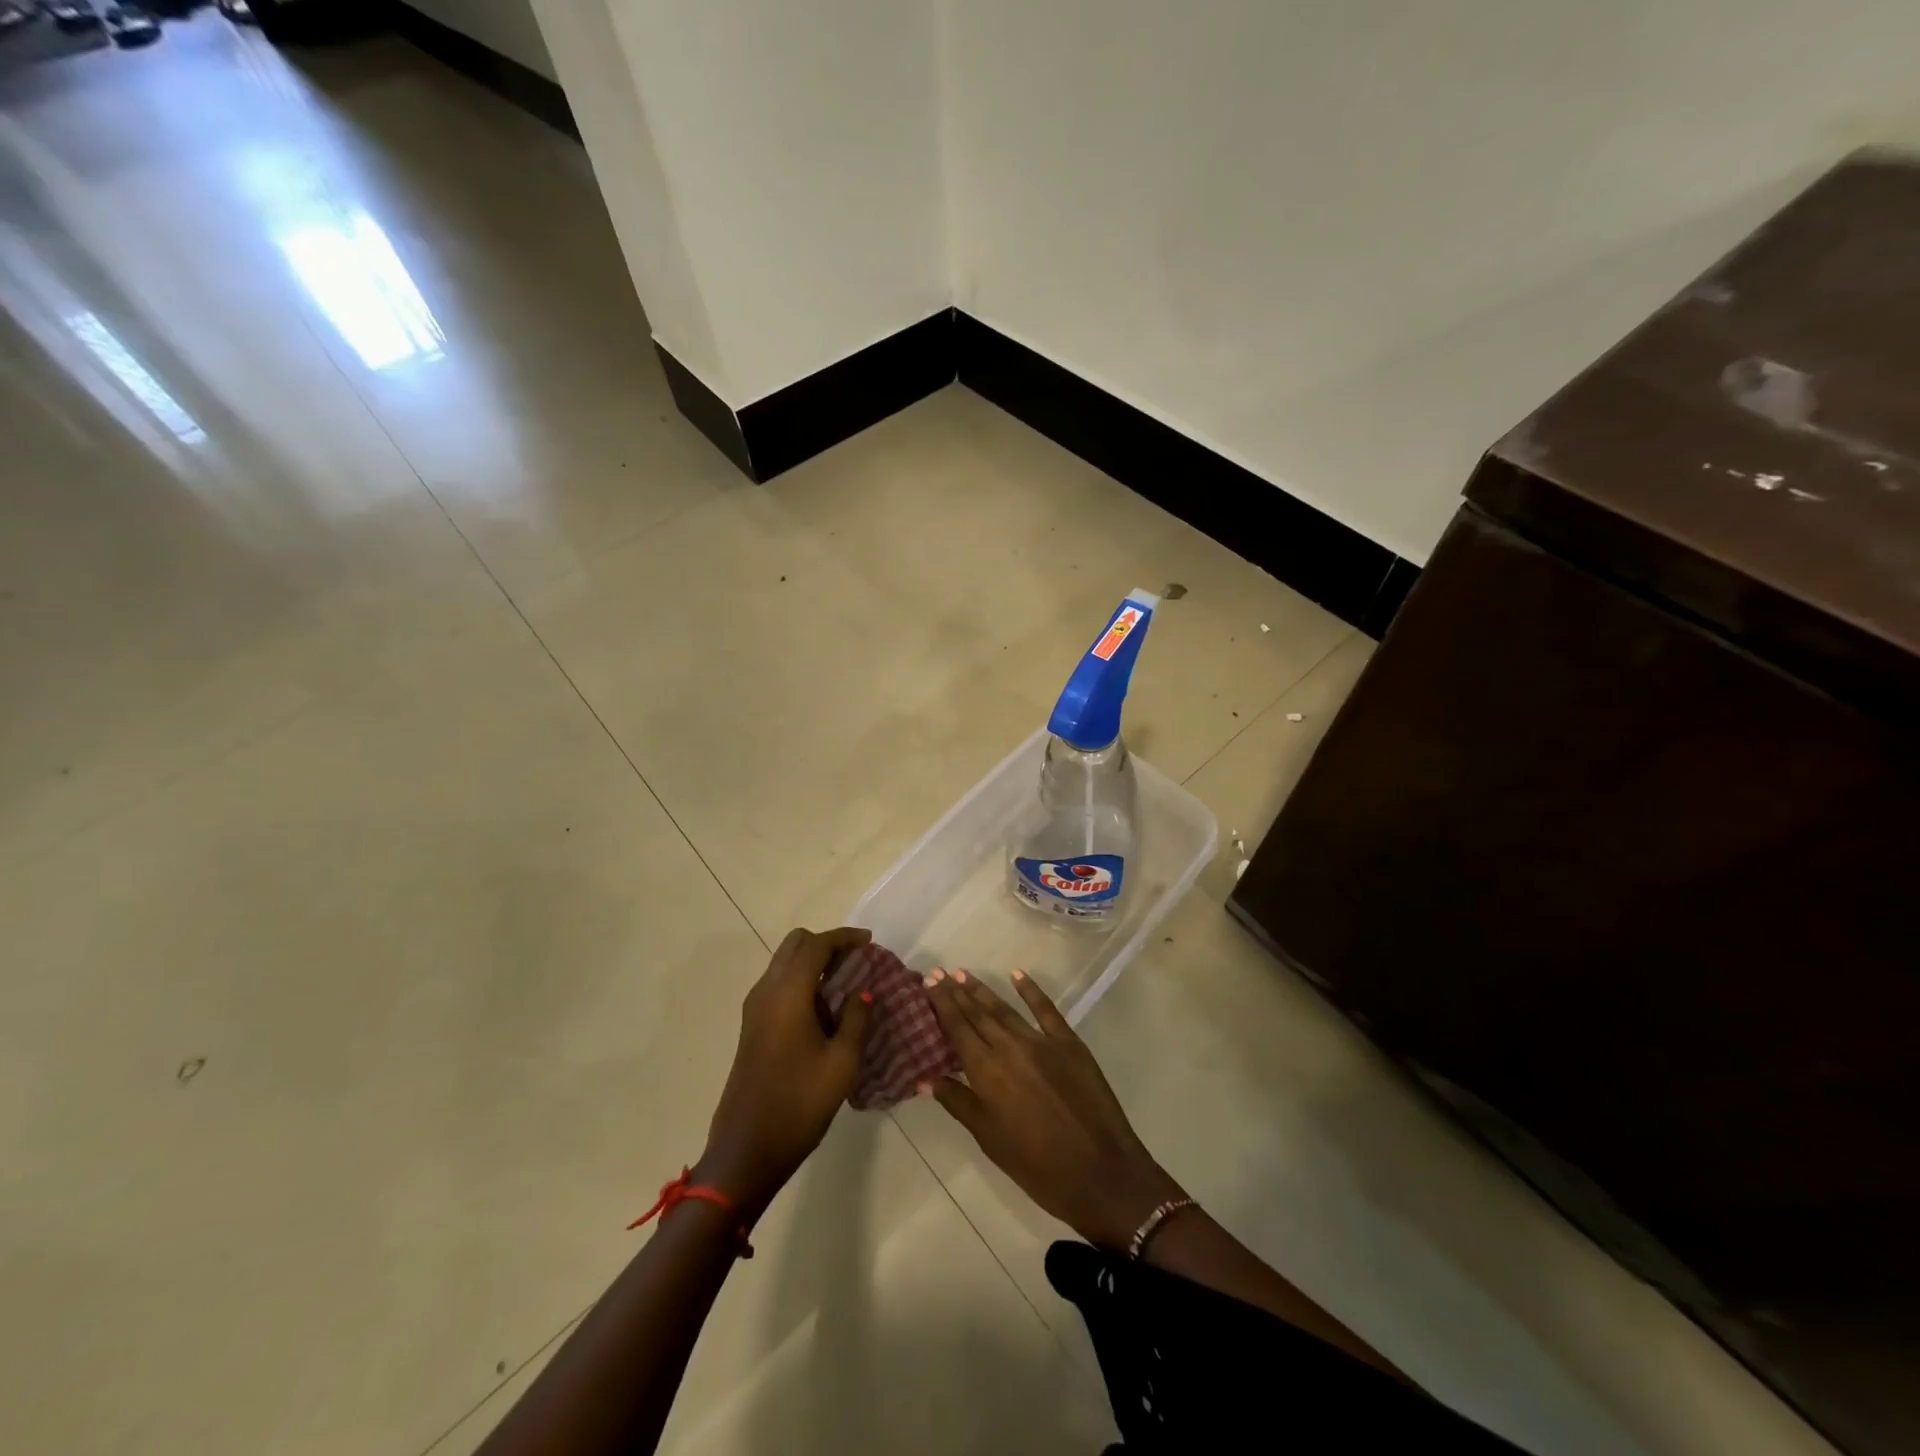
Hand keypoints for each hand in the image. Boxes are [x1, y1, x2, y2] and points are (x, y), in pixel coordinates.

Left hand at [698, 926, 874, 1217]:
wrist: (747, 1149)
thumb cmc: (799, 1104)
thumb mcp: (842, 1063)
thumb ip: (856, 1019)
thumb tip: (863, 993)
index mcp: (788, 993)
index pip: (816, 945)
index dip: (845, 937)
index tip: (870, 941)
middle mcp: (766, 991)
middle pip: (795, 944)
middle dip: (826, 943)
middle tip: (856, 959)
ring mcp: (754, 1008)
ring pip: (784, 962)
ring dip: (812, 961)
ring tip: (846, 980)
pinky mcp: (751, 1025)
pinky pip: (778, 983)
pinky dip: (801, 979)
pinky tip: (824, 1005)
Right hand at [922, 968, 1183, 1250]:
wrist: (1100, 1172)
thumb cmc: (1037, 1166)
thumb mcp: (989, 1139)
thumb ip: (958, 1102)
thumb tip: (924, 1077)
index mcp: (987, 1071)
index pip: (958, 1028)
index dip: (942, 1004)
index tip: (929, 982)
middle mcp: (1010, 1047)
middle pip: (978, 1013)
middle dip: (956, 992)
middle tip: (939, 972)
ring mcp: (1042, 1042)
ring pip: (1005, 1009)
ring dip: (983, 990)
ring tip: (964, 974)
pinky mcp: (1069, 1043)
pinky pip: (1046, 1010)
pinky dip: (1031, 990)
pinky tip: (1017, 974)